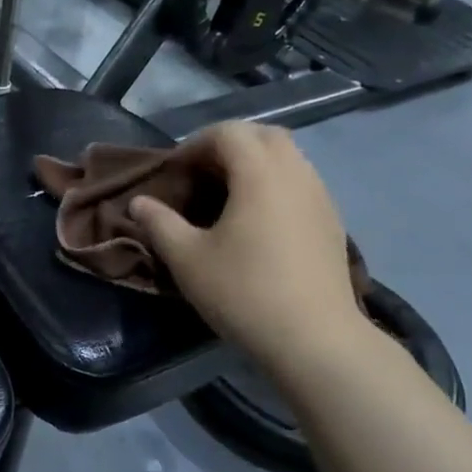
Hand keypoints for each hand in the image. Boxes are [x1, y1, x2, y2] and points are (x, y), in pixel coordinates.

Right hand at [128, 123, 362, 372]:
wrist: (314, 340)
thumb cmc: (243, 292)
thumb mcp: (186, 259)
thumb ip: (159, 223)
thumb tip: (139, 202)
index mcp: (260, 173)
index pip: (228, 132)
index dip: (195, 144)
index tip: (175, 172)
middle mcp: (296, 174)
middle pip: (264, 135)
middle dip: (229, 145)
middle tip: (201, 176)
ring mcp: (321, 197)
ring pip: (288, 158)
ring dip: (255, 165)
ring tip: (227, 198)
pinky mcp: (332, 222)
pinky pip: (301, 184)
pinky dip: (275, 186)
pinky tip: (258, 223)